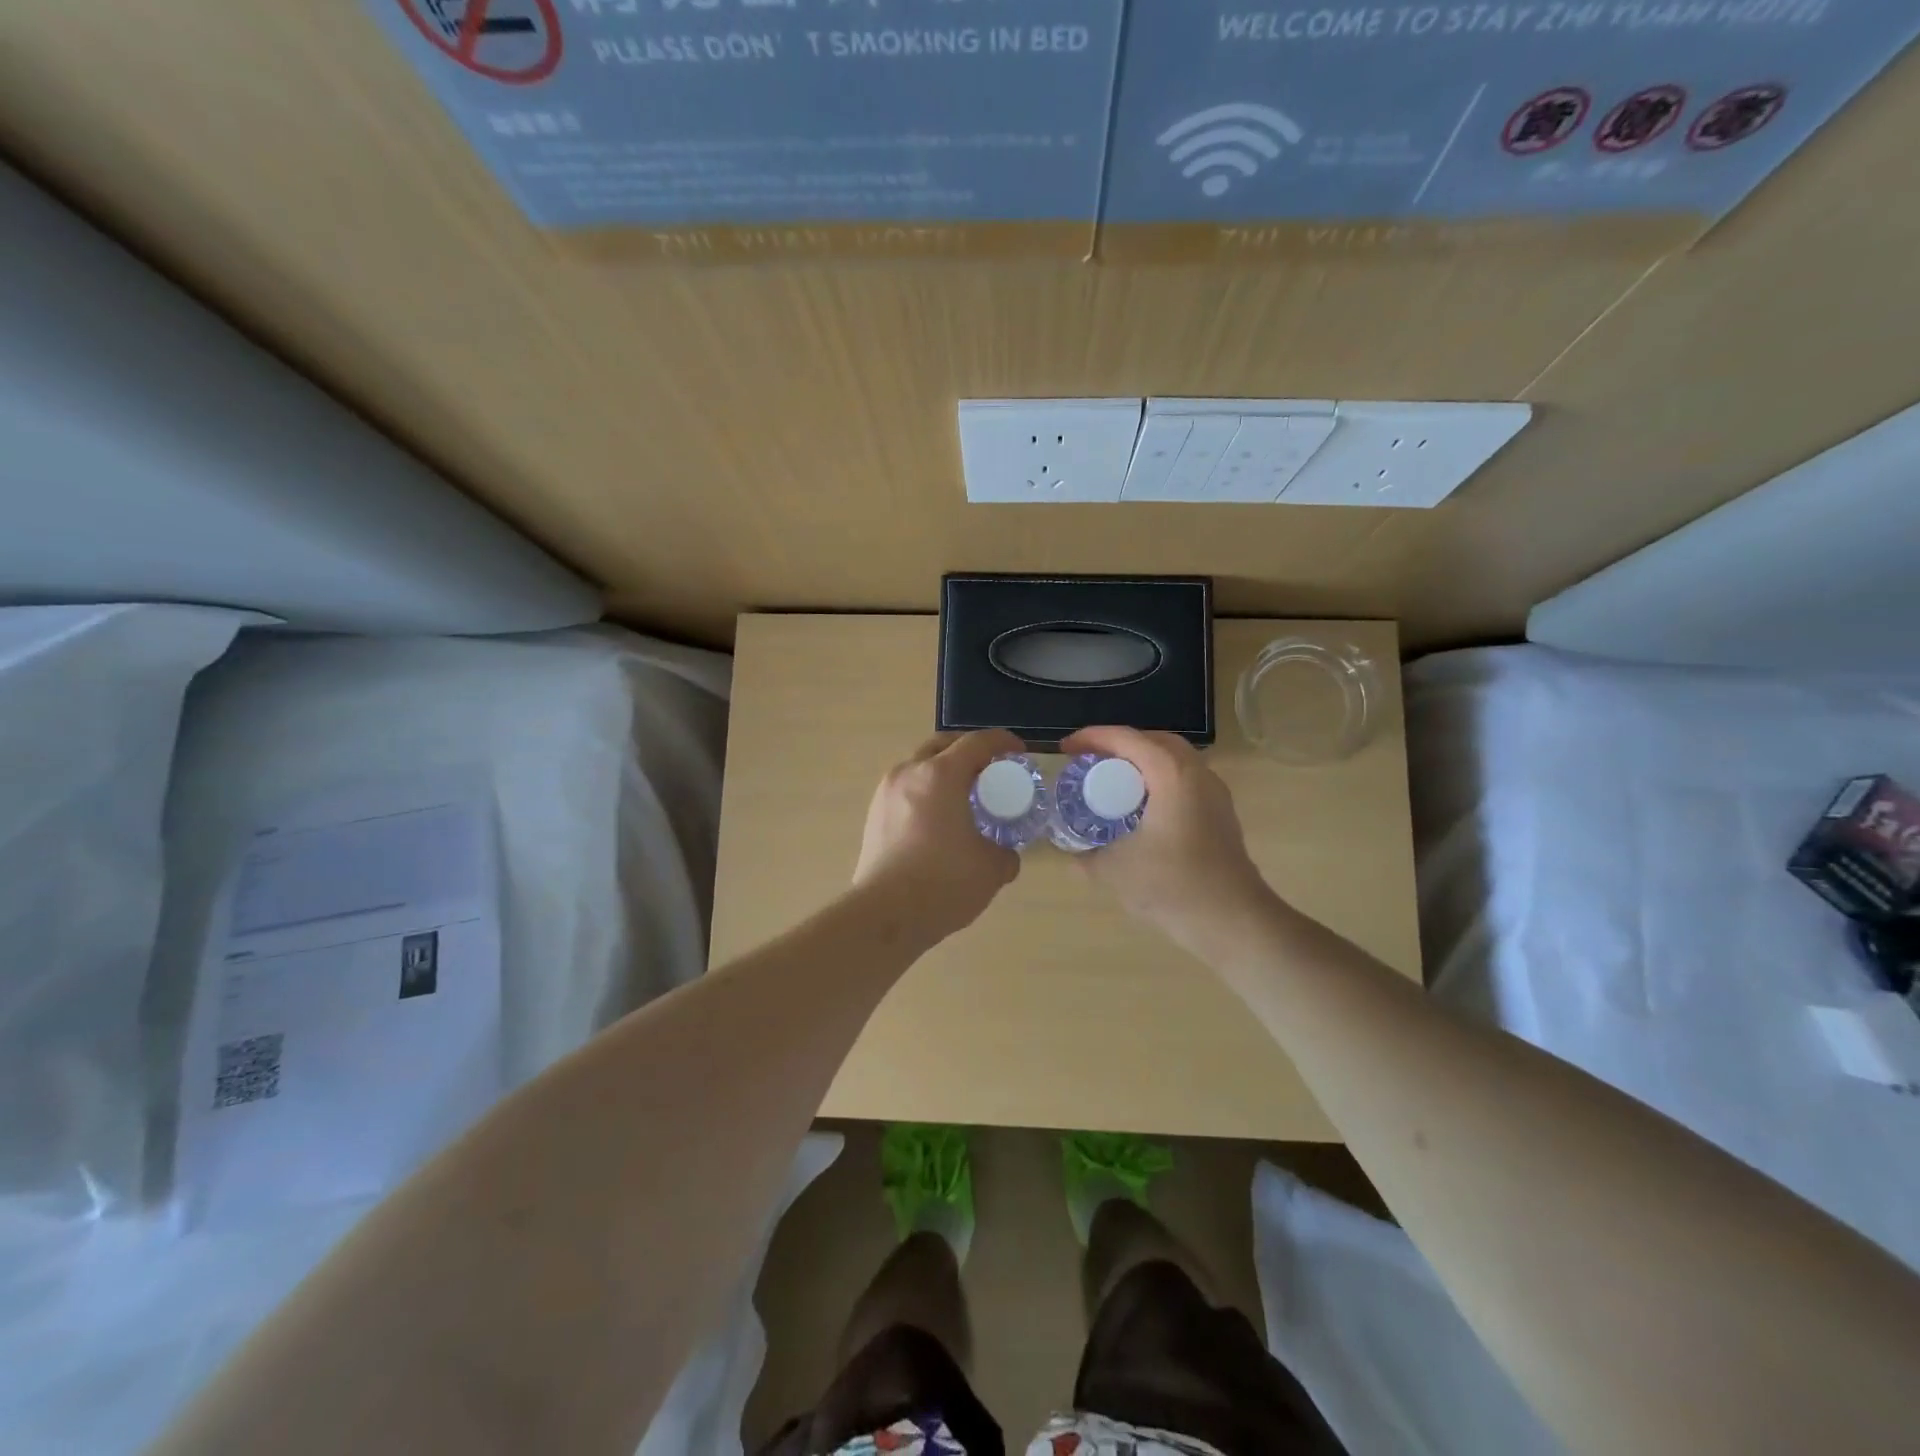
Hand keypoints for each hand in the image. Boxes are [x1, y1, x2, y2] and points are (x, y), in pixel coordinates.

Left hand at [852, 729, 1025, 943]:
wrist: (885, 915)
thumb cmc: (943, 883)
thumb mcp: (991, 869)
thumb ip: (1005, 854)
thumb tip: (1005, 855)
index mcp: (941, 775)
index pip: (976, 743)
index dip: (1002, 742)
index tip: (1018, 751)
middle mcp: (909, 773)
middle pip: (942, 745)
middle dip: (968, 750)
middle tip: (989, 771)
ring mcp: (885, 793)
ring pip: (919, 766)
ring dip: (943, 771)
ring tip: (963, 797)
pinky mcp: (873, 816)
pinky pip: (905, 790)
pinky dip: (926, 792)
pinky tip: (938, 821)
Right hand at [1059, 726, 1277, 959]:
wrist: (1234, 922)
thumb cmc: (1173, 886)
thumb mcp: (1115, 870)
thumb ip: (1088, 856)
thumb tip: (1073, 853)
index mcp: (1172, 775)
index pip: (1127, 739)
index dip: (1092, 737)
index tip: (1065, 749)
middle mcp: (1197, 774)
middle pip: (1154, 742)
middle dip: (1119, 745)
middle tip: (1090, 760)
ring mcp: (1215, 794)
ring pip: (1174, 761)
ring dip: (1142, 763)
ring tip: (1112, 781)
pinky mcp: (1220, 815)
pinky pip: (1184, 782)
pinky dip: (1158, 782)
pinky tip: (1140, 809)